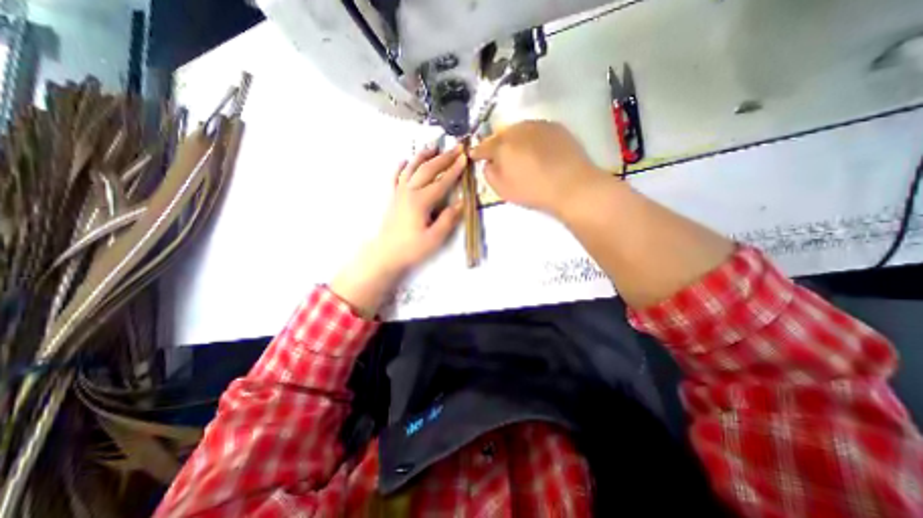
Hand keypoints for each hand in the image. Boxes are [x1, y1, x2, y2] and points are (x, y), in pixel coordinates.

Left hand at [331, 145, 464, 314]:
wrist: (386, 254)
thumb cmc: (411, 248)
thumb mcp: (434, 238)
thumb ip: (448, 219)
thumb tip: (461, 202)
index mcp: (421, 201)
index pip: (442, 182)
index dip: (454, 170)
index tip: (464, 158)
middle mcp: (409, 192)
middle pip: (427, 170)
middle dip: (443, 158)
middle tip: (456, 147)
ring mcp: (399, 193)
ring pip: (411, 168)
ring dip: (423, 156)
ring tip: (433, 146)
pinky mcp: (392, 197)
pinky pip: (395, 177)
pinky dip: (401, 167)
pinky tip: (404, 160)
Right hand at [472, 119, 603, 217]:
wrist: (572, 185)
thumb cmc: (533, 191)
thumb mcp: (503, 190)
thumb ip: (490, 174)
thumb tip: (488, 163)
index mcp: (502, 146)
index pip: (484, 146)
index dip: (478, 152)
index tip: (474, 155)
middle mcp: (518, 130)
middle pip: (501, 135)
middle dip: (497, 144)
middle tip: (499, 156)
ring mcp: (537, 125)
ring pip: (519, 130)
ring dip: (514, 139)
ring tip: (518, 152)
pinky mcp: (555, 127)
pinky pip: (536, 130)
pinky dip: (531, 138)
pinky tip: (537, 150)